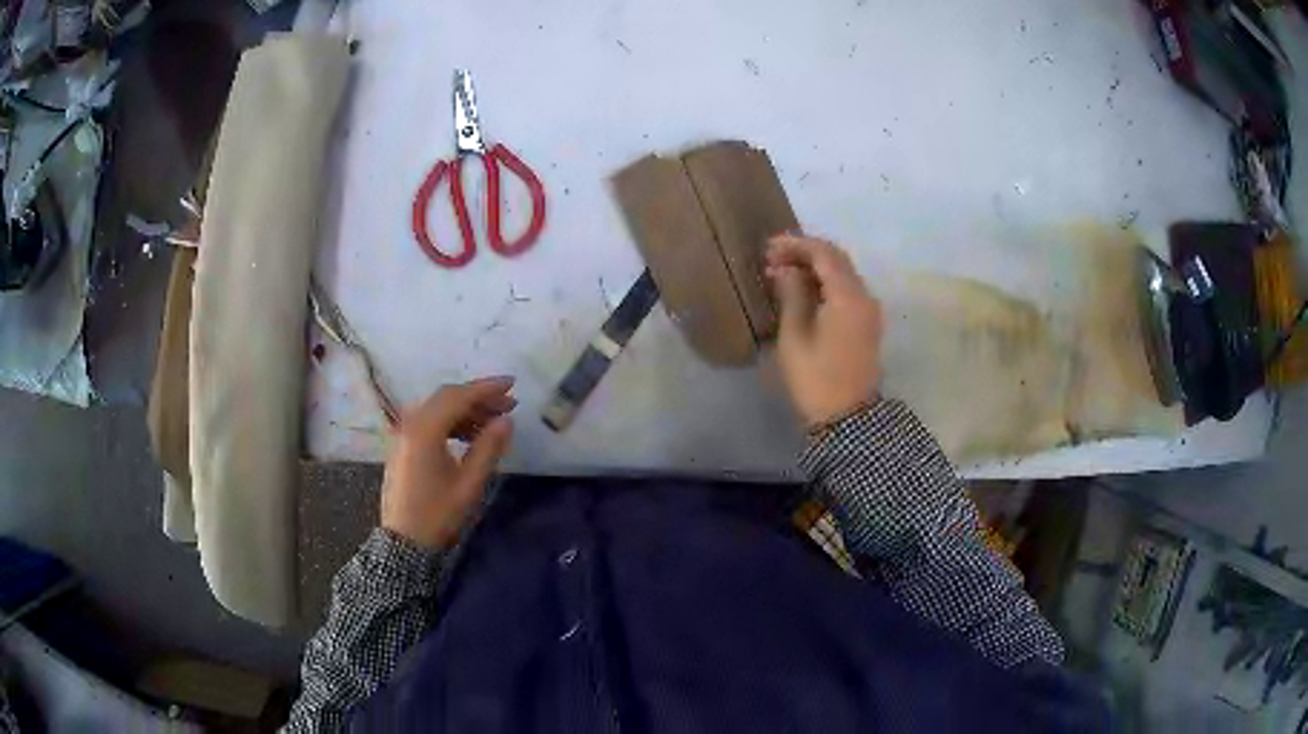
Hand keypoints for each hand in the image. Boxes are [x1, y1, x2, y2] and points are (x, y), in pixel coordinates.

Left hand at [380, 377, 515, 548]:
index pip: (458, 397)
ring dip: (466, 410)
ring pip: (438, 409)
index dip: (486, 388)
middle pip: (446, 398)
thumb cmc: (438, 514)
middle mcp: (410, 424)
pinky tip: (470, 434)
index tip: (512, 384)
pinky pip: (429, 421)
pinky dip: (452, 421)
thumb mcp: (469, 483)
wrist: (404, 542)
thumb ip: (488, 448)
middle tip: (508, 404)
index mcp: (425, 430)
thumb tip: (506, 420)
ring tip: (494, 421)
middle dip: (478, 397)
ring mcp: (404, 434)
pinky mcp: (403, 445)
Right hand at [765, 234, 883, 428]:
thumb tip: (786, 269)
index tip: (768, 248)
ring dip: (815, 266)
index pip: (824, 254)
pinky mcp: (867, 323)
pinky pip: (847, 289)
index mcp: (848, 297)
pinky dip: (826, 282)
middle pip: (837, 259)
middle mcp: (865, 296)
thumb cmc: (816, 379)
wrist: (848, 419)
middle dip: (806, 251)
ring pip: (843, 272)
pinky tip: (803, 289)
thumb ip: (792, 294)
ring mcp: (869, 310)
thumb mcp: (795, 335)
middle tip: (773, 257)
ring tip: (783, 271)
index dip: (796, 245)